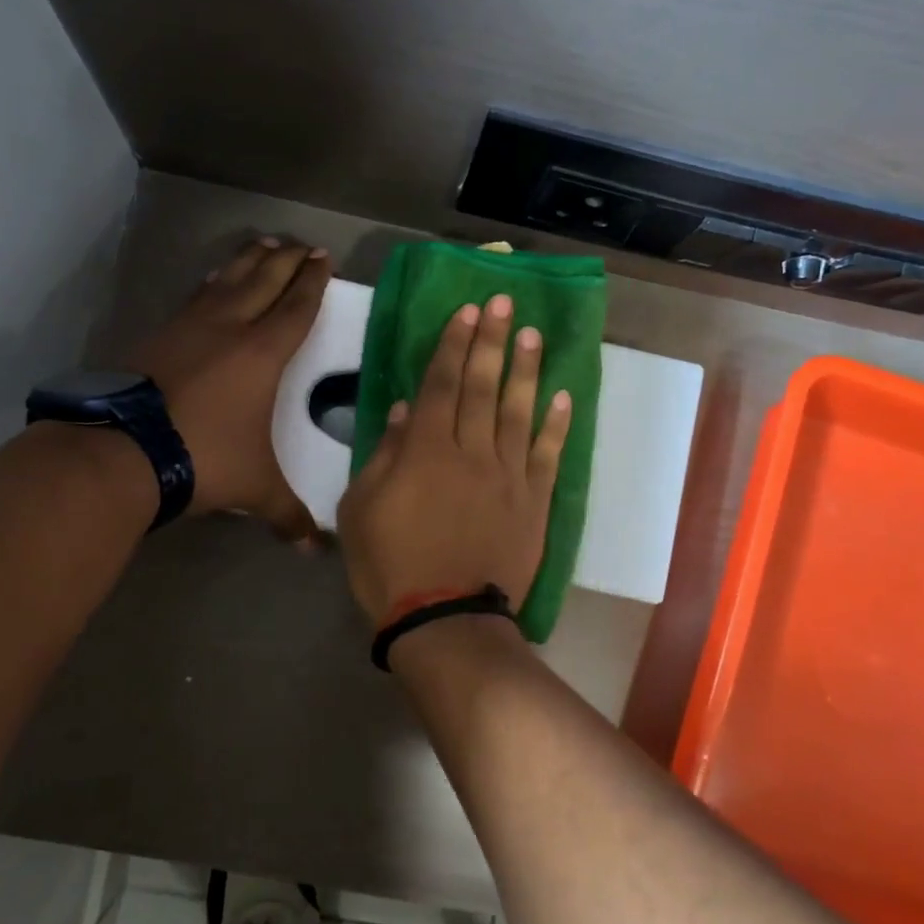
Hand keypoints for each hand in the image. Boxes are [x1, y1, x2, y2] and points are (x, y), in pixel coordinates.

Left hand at [127, 236, 329, 536]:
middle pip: (265, 280)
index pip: (297, 308)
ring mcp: (190, 326)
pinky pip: (196, 296)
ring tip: (264, 244)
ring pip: (228, 279)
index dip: (313, 282)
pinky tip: (213, 280)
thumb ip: (287, 514)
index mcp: (263, 354)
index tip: (324, 259)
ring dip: (250, 260)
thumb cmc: (204, 458)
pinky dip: (212, 282)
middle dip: (288, 260)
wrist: (124, 449)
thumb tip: (314, 551)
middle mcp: (231, 328)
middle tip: (303, 244)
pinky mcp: (159, 334)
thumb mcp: (255, 488)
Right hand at [338, 294, 571, 620]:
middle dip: (492, 341)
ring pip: (519, 412)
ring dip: (526, 371)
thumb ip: (384, 456)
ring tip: (533, 335)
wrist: (445, 621)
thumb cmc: (390, 566)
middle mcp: (472, 453)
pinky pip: (548, 456)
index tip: (466, 311)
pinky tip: (562, 397)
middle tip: (504, 303)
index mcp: (426, 451)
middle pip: (484, 387)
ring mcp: (509, 477)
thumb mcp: (361, 510)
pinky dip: (556, 426)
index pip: (442, 385)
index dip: (454, 345)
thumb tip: (405, 412)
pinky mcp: (533, 503)